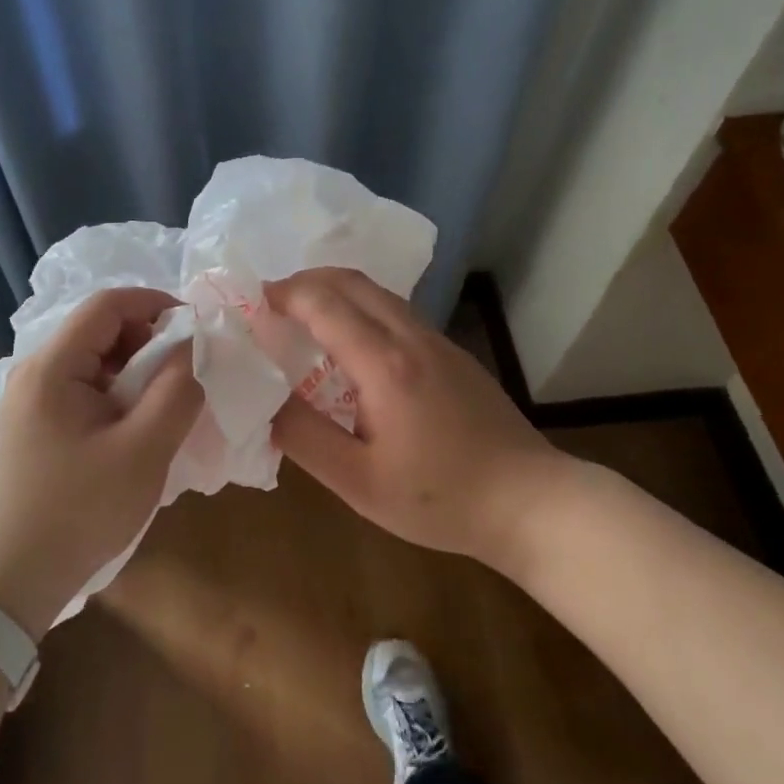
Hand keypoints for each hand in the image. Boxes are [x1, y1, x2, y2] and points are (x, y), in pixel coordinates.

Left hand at [0, 287, 203, 637]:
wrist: (14, 579)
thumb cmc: (80, 510)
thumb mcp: (143, 450)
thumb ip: (177, 390)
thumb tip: (193, 348)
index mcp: (52, 366)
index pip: (107, 304)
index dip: (155, 304)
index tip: (195, 330)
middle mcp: (35, 371)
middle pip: (99, 329)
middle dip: (148, 341)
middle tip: (184, 375)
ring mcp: (31, 399)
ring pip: (94, 359)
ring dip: (136, 370)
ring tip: (164, 405)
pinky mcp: (35, 424)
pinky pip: (84, 387)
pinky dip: (118, 393)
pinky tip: (136, 426)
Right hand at [267, 268, 577, 569]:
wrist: (531, 502)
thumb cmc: (440, 497)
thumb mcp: (359, 481)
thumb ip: (305, 437)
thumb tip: (264, 402)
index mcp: (384, 363)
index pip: (323, 303)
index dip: (283, 295)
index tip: (251, 305)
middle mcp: (411, 336)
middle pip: (351, 281)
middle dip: (305, 281)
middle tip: (271, 305)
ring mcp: (437, 341)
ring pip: (377, 292)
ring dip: (334, 291)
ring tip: (303, 319)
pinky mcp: (453, 353)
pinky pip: (396, 310)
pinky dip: (360, 308)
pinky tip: (352, 346)